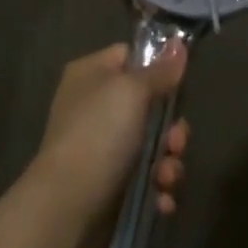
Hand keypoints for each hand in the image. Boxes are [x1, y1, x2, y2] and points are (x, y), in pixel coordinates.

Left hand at [28, 42, 189, 234]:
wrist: (68, 204)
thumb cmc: (99, 134)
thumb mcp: (132, 92)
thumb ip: (159, 71)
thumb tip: (179, 43)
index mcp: (92, 74)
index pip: (130, 57)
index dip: (156, 68)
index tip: (179, 84)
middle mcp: (95, 106)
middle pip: (148, 106)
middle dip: (171, 129)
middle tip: (175, 143)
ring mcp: (102, 146)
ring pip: (152, 146)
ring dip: (168, 163)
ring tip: (166, 178)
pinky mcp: (111, 183)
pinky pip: (145, 179)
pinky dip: (158, 189)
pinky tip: (162, 200)